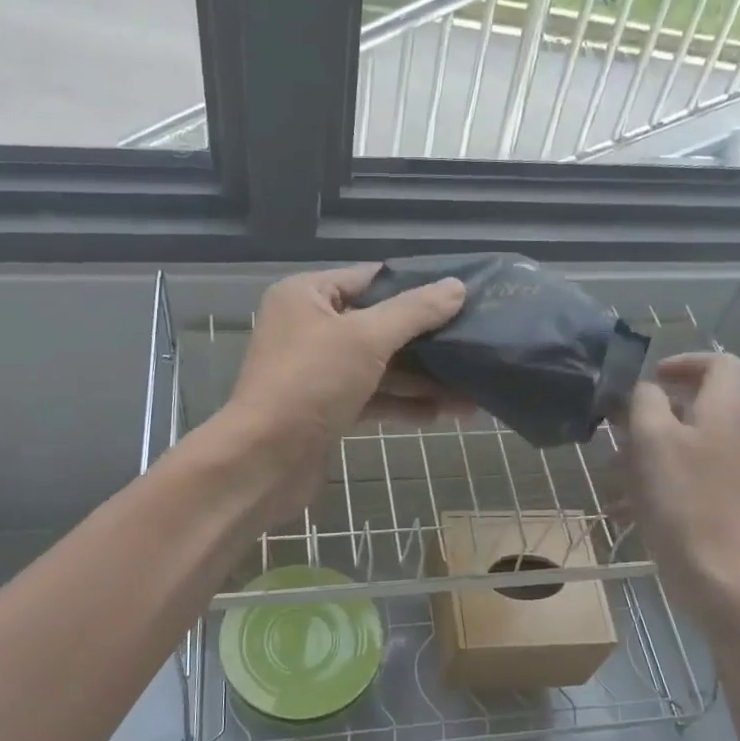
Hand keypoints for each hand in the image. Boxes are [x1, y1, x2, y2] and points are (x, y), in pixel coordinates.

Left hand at [220, 265, 468, 523]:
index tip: (463, 296)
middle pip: (379, 326)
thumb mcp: (366, 338)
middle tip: (475, 346)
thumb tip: (457, 287)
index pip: (372, 279)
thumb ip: (414, 312)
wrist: (264, 461)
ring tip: (470, 392)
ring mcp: (317, 372)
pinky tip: (439, 415)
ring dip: (421, 380)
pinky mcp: (325, 410)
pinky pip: (371, 398)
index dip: (418, 287)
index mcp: (308, 296)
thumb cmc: (310, 384)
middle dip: (427, 342)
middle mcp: (309, 328)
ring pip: (379, 367)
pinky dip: (401, 405)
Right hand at [618, 353, 739, 610]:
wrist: (716, 576)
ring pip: (680, 447)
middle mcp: (730, 439)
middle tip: (616, 432)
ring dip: (642, 455)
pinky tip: (621, 511)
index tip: (648, 380)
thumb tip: (643, 390)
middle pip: (692, 407)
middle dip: (648, 416)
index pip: (721, 364)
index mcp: (723, 414)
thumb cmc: (682, 501)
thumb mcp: (653, 440)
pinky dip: (650, 488)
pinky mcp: (714, 506)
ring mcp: (725, 475)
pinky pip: (679, 482)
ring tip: (612, 478)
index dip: (684, 361)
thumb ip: (645, 402)